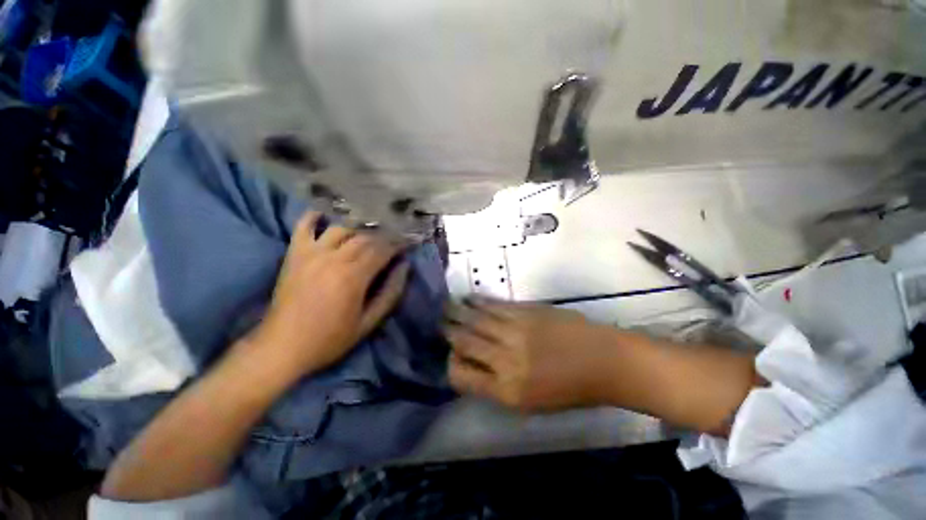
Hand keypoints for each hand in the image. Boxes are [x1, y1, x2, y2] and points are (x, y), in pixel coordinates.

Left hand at [250, 211, 409, 377]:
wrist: (282, 347)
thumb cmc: (330, 338)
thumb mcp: (368, 322)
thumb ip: (390, 293)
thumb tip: (405, 267)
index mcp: (354, 277)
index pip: (383, 250)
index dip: (398, 244)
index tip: (409, 243)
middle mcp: (334, 258)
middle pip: (365, 237)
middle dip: (384, 236)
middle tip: (394, 238)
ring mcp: (311, 253)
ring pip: (342, 229)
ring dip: (359, 228)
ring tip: (369, 232)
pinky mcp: (294, 254)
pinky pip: (303, 227)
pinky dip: (313, 217)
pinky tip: (324, 214)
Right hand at [443, 299, 614, 411]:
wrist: (604, 360)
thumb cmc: (569, 390)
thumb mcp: (530, 403)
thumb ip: (497, 386)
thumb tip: (473, 367)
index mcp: (506, 390)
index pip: (461, 376)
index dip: (451, 365)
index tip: (450, 356)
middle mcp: (504, 359)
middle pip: (464, 341)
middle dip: (448, 331)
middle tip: (437, 323)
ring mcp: (514, 331)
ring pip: (475, 319)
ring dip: (458, 312)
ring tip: (445, 306)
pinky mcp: (525, 311)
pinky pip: (494, 305)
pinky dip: (479, 302)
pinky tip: (469, 299)